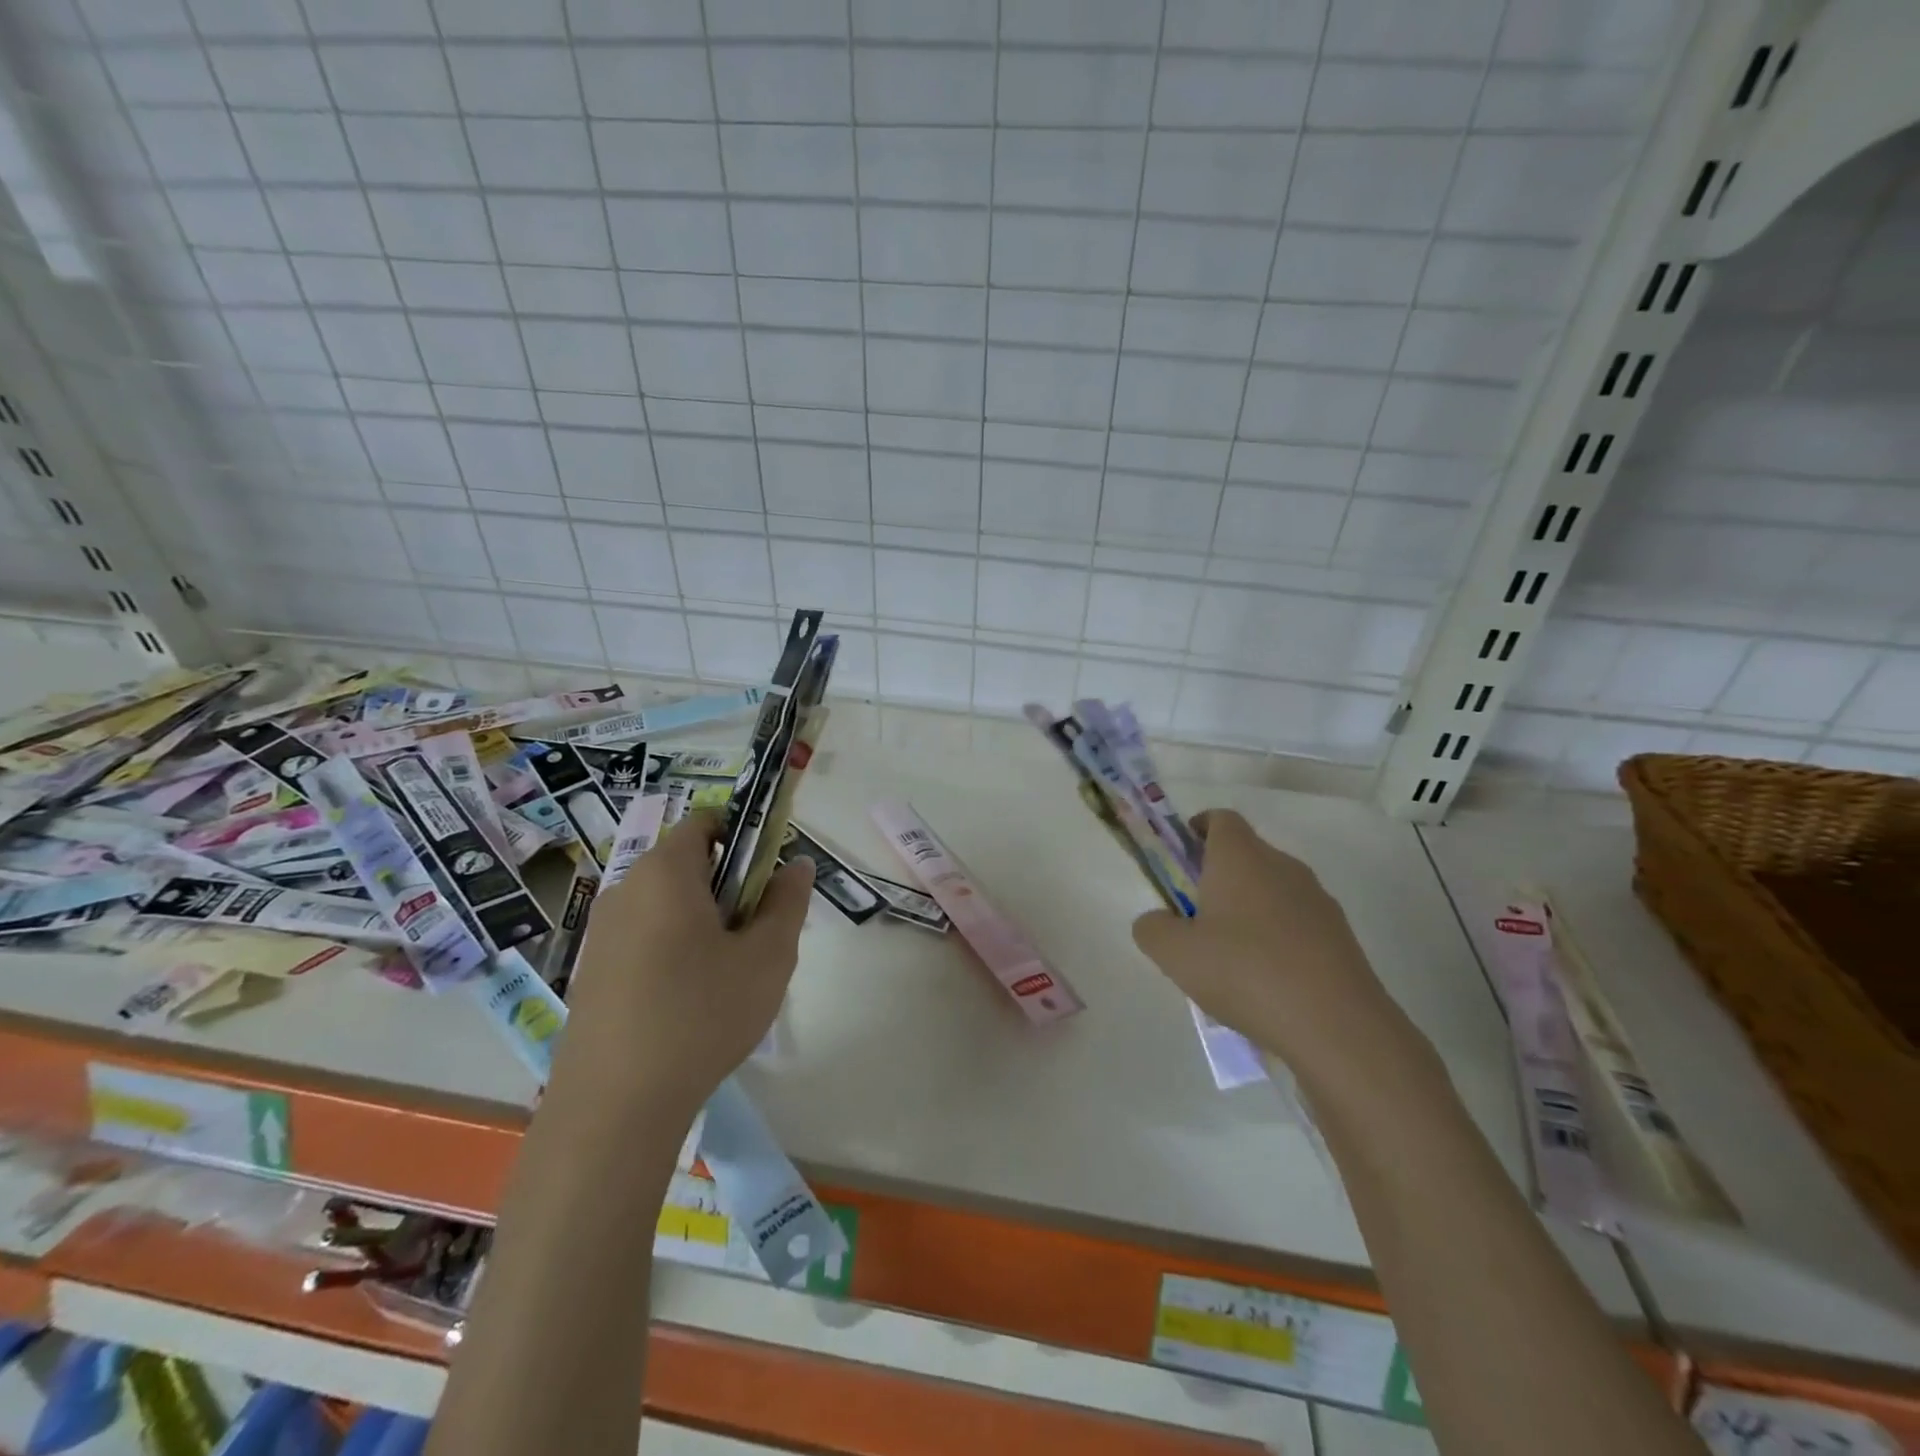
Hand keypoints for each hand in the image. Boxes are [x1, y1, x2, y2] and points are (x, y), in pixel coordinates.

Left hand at [563, 811, 813, 1115]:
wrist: (614, 1107)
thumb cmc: (701, 1015)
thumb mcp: (768, 956)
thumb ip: (787, 901)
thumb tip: (797, 864)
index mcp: (666, 871)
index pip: (707, 822)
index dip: (745, 838)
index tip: (767, 881)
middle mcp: (625, 889)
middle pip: (687, 864)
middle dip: (729, 886)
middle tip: (756, 935)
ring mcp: (602, 932)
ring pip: (667, 904)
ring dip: (703, 921)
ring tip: (727, 975)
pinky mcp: (591, 971)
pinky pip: (644, 937)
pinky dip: (673, 949)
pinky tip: (688, 1002)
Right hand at [1131, 810, 1428, 1092]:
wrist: (1337, 1026)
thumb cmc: (1245, 972)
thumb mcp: (1175, 954)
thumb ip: (1152, 929)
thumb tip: (1157, 921)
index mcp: (1241, 858)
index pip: (1221, 819)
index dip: (1199, 829)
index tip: (1182, 855)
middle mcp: (1283, 866)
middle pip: (1247, 855)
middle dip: (1218, 877)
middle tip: (1195, 916)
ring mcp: (1318, 901)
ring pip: (1273, 891)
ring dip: (1249, 910)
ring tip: (1229, 958)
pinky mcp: (1341, 937)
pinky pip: (1297, 924)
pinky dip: (1277, 939)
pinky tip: (1266, 982)